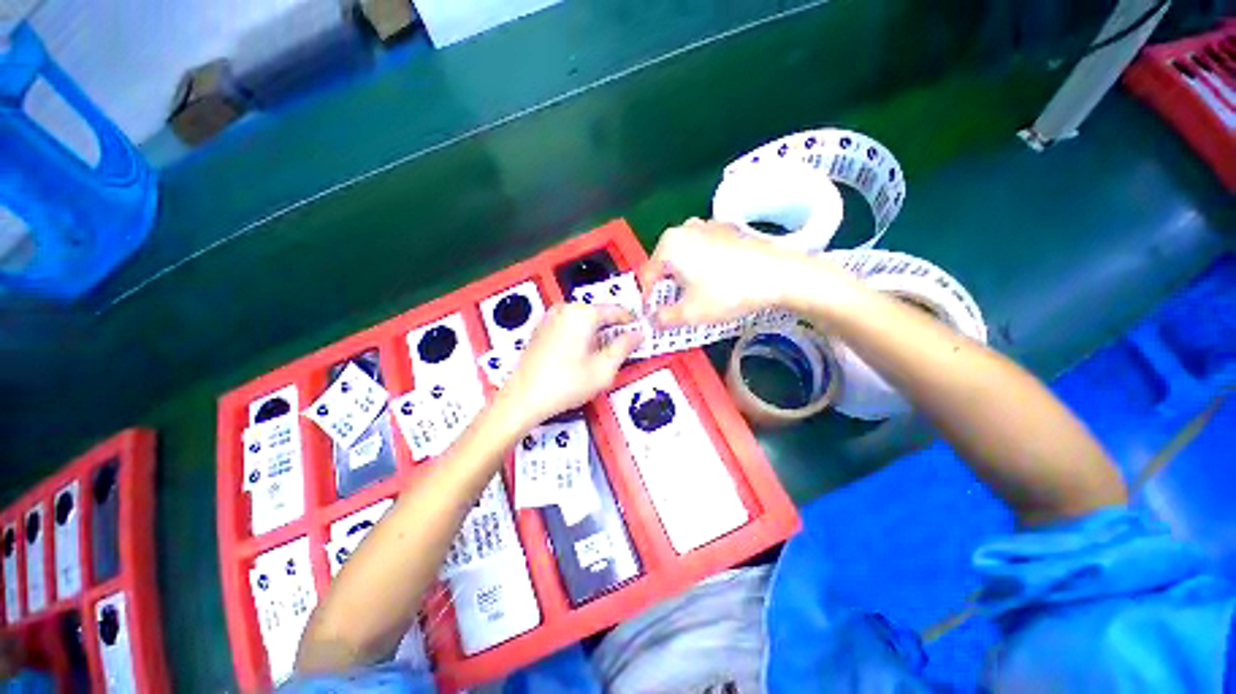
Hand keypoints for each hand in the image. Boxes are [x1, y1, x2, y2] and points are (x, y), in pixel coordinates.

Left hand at [499, 303, 642, 426]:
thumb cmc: (566, 384)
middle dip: (613, 330)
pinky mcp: (541, 329)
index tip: (642, 334)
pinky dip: (581, 336)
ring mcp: (551, 317)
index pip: (616, 310)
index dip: (632, 322)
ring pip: (584, 321)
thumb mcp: (604, 368)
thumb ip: (625, 346)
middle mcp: (565, 308)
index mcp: (582, 313)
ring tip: (602, 357)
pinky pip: (569, 326)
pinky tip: (581, 357)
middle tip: (622, 351)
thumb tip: (639, 334)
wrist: (523, 399)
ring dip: (597, 334)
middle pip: (599, 314)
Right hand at [638, 218, 832, 326]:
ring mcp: (708, 225)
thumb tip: (652, 321)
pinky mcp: (727, 229)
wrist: (778, 275)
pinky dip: (702, 265)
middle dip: (666, 286)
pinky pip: (704, 249)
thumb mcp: (690, 313)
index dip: (647, 299)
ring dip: (683, 275)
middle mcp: (684, 228)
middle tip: (674, 307)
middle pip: (665, 263)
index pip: (647, 275)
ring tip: (695, 294)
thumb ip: (663, 318)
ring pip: (684, 255)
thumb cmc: (727, 292)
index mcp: (669, 244)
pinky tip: (715, 280)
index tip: (653, 315)